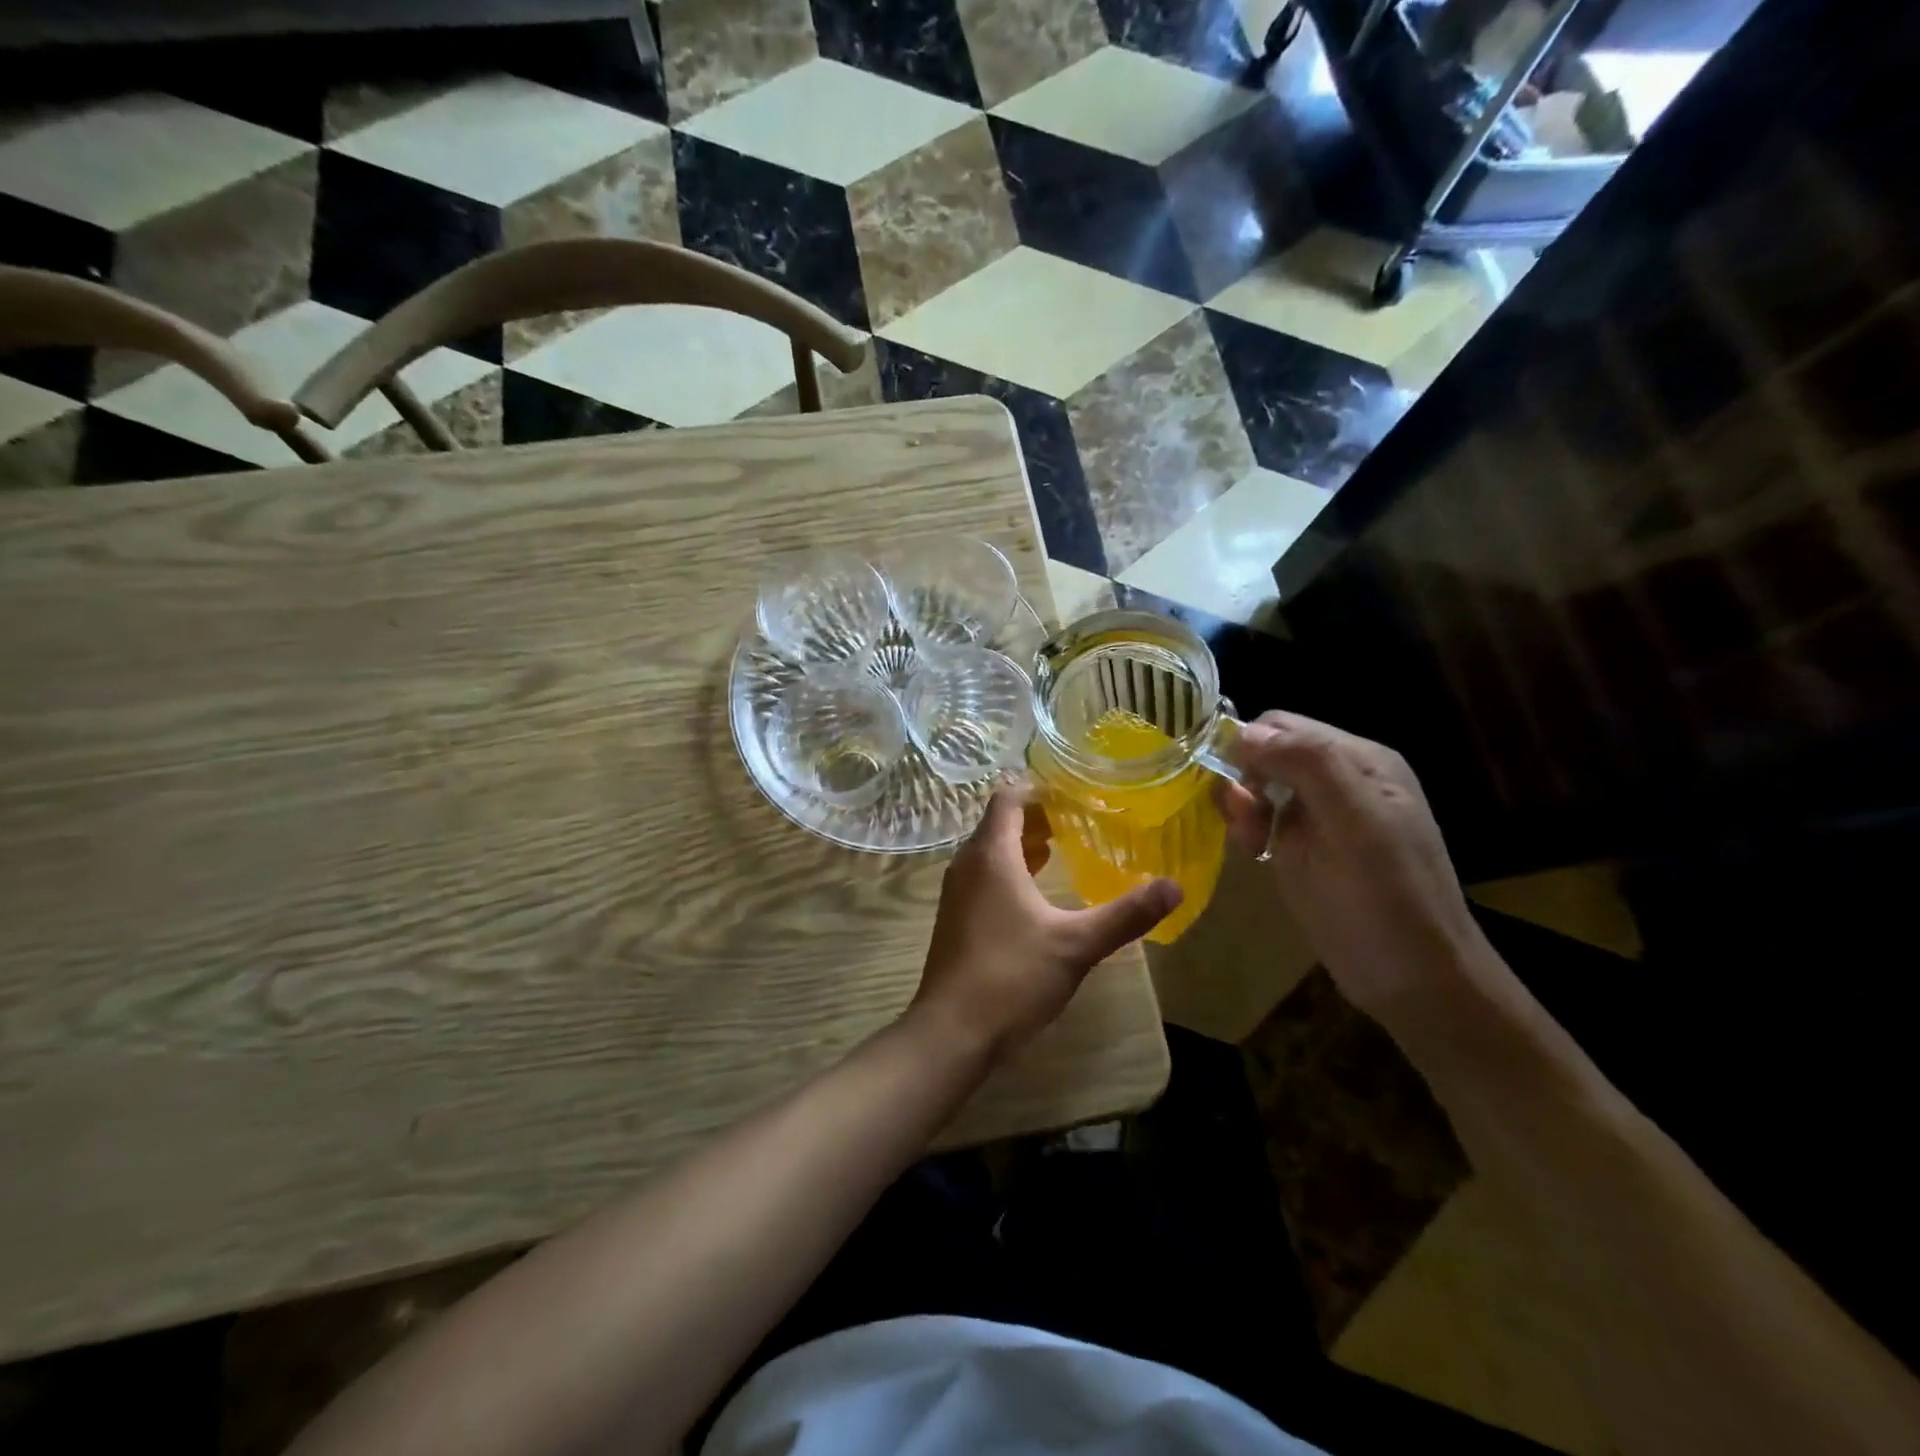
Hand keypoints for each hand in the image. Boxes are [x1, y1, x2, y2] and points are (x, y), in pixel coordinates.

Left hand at [907, 787, 1180, 1061]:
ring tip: (1066, 846)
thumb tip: (1175, 887)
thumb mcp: (1076, 945)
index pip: (1008, 797)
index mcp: (991, 855)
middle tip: (1081, 817)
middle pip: (1000, 821)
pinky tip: (1040, 892)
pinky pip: (985, 875)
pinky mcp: (956, 917)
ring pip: (991, 850)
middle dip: (1038, 815)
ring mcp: (957, 892)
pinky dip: (1011, 870)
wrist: (952, 1031)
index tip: (1076, 791)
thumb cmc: (1012, 976)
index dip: (1039, 787)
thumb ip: (1126, 914)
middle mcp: (968, 864)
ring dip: (1024, 844)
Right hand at [1216, 712, 1489, 1018]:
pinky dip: (1247, 827)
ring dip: (1242, 805)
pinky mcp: (1302, 847)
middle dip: (1243, 779)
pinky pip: (1261, 817)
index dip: (1250, 748)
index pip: (1283, 726)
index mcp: (1359, 761)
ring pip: (1258, 784)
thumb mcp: (1355, 822)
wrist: (1413, 981)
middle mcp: (1338, 779)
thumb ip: (1309, 765)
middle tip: (1245, 822)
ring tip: (1250, 842)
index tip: (1238, 791)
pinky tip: (1254, 851)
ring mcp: (1319, 815)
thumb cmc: (1388, 898)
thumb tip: (1243, 733)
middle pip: (1267, 752)